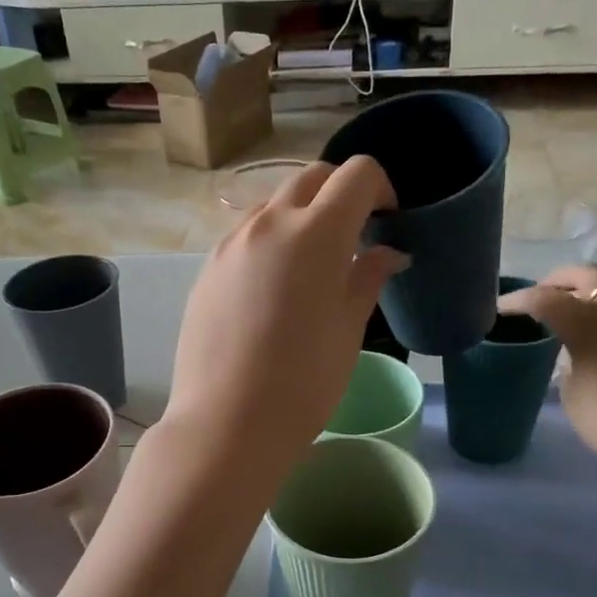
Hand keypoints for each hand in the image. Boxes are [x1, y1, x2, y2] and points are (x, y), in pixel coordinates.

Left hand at [164, 157, 404, 482]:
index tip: (387, 217)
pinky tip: (274, 288)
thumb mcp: (348, 328)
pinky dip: (270, 240)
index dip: (380, 187)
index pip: (356, 174)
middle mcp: (268, 222)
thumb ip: (368, 277)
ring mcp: (231, 243)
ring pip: (274, 205)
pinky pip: (246, 235)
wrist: (227, 422)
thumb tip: (388, 253)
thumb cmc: (303, 381)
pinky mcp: (208, 268)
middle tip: (355, 234)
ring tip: (312, 264)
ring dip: (301, 215)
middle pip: (311, 178)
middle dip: (340, 193)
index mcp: (315, 232)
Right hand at [499, 264, 596, 492]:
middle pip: (590, 276)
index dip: (518, 300)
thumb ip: (570, 372)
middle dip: (563, 279)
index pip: (544, 299)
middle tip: (546, 292)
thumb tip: (576, 360)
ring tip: (584, 340)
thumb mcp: (576, 401)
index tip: (501, 308)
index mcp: (588, 325)